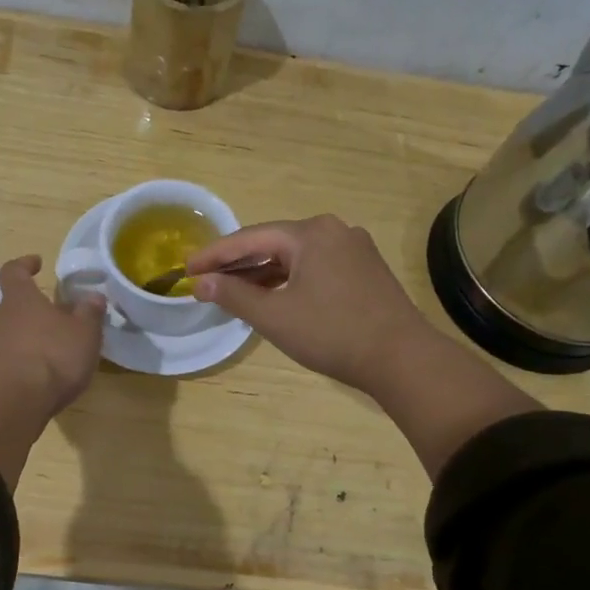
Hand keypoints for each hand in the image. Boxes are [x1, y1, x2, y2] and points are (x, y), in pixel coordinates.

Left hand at [0, 255, 106, 413]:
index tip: (37, 263)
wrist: (15, 403)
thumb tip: (93, 297)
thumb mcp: (84, 332)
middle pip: (12, 307)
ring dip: (28, 338)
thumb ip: (89, 313)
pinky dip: (23, 362)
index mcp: (19, 299)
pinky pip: (7, 360)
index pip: (13, 272)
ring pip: (9, 334)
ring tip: (54, 350)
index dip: (24, 265)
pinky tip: (42, 376)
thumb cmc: (52, 356)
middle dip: (33, 311)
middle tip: (57, 319)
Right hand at [185, 216, 433, 392]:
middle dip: (238, 263)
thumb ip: (234, 295)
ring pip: (296, 257)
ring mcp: (354, 249)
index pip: (250, 238)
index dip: (215, 254)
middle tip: (205, 279)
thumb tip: (201, 281)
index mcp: (311, 233)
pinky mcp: (365, 270)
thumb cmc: (333, 333)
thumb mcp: (275, 316)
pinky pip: (315, 267)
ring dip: (264, 273)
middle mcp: (334, 230)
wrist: (403, 358)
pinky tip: (273, 296)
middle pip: (273, 243)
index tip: (186, 267)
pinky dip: (290, 280)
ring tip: (233, 290)